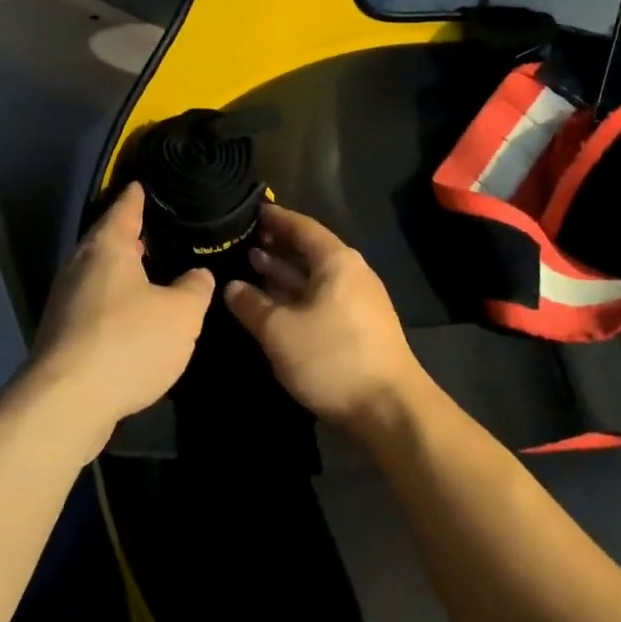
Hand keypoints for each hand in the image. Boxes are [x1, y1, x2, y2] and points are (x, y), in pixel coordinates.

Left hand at [22, 182, 212, 457]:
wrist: (67, 402)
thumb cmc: (129, 342)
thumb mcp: (182, 313)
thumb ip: (194, 288)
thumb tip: (197, 275)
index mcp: (108, 248)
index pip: (124, 209)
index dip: (137, 196)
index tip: (142, 183)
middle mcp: (80, 266)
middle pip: (106, 241)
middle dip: (130, 236)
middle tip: (157, 231)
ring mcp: (65, 301)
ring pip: (99, 274)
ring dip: (122, 272)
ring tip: (151, 272)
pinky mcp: (61, 335)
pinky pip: (94, 304)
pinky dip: (114, 302)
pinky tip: (133, 316)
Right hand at [222, 204, 431, 436]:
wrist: (389, 409)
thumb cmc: (332, 358)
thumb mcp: (280, 331)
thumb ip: (252, 305)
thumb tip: (231, 286)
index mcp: (337, 262)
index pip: (302, 227)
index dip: (275, 218)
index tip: (249, 212)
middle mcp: (351, 273)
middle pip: (309, 250)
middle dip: (276, 246)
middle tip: (241, 242)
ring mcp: (357, 301)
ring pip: (314, 278)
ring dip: (284, 273)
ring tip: (250, 268)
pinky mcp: (358, 327)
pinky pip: (320, 298)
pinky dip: (295, 296)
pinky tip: (273, 305)